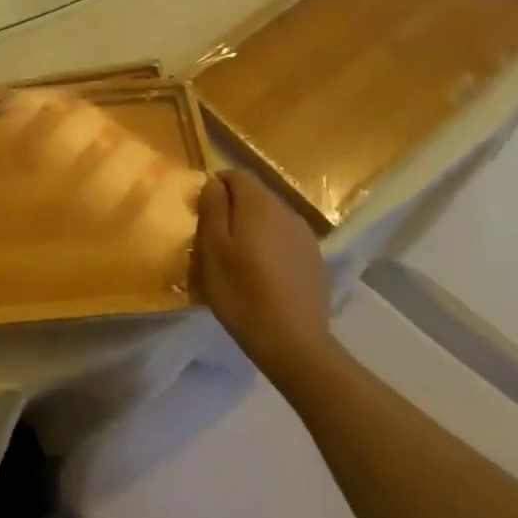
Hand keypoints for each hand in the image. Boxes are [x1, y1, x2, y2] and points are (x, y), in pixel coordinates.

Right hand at [195, 171, 341, 395]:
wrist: (293, 342)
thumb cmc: (241, 292)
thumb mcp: (212, 248)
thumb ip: (212, 208)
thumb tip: (214, 182)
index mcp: (259, 204)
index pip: (235, 175)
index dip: (216, 187)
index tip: (202, 213)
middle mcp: (286, 211)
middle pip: (255, 196)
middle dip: (233, 208)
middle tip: (215, 239)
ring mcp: (306, 237)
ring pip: (272, 219)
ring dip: (253, 228)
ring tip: (239, 259)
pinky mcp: (316, 261)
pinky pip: (286, 240)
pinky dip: (271, 247)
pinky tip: (264, 275)